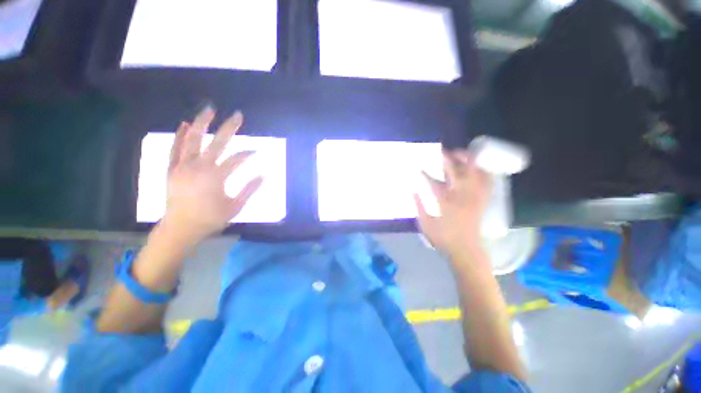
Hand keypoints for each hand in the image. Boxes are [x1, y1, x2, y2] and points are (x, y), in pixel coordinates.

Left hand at [162, 107, 262, 241]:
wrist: (180, 228)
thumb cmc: (210, 219)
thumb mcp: (236, 207)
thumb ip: (249, 189)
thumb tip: (264, 175)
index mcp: (216, 177)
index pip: (236, 159)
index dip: (248, 153)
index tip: (257, 151)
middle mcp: (198, 167)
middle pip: (216, 142)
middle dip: (229, 127)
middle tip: (238, 114)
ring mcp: (182, 166)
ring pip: (192, 139)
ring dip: (202, 123)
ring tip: (209, 109)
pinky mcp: (171, 169)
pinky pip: (174, 148)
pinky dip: (180, 135)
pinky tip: (185, 124)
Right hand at [414, 150, 491, 256]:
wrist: (466, 250)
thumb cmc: (443, 238)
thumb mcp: (425, 224)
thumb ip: (418, 206)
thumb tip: (413, 190)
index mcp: (445, 203)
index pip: (433, 183)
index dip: (425, 174)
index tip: (418, 169)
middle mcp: (461, 197)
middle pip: (457, 172)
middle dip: (448, 159)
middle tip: (442, 152)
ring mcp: (475, 197)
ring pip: (475, 173)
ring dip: (468, 160)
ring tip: (460, 154)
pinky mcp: (483, 200)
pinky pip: (488, 181)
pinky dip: (484, 170)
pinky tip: (479, 165)